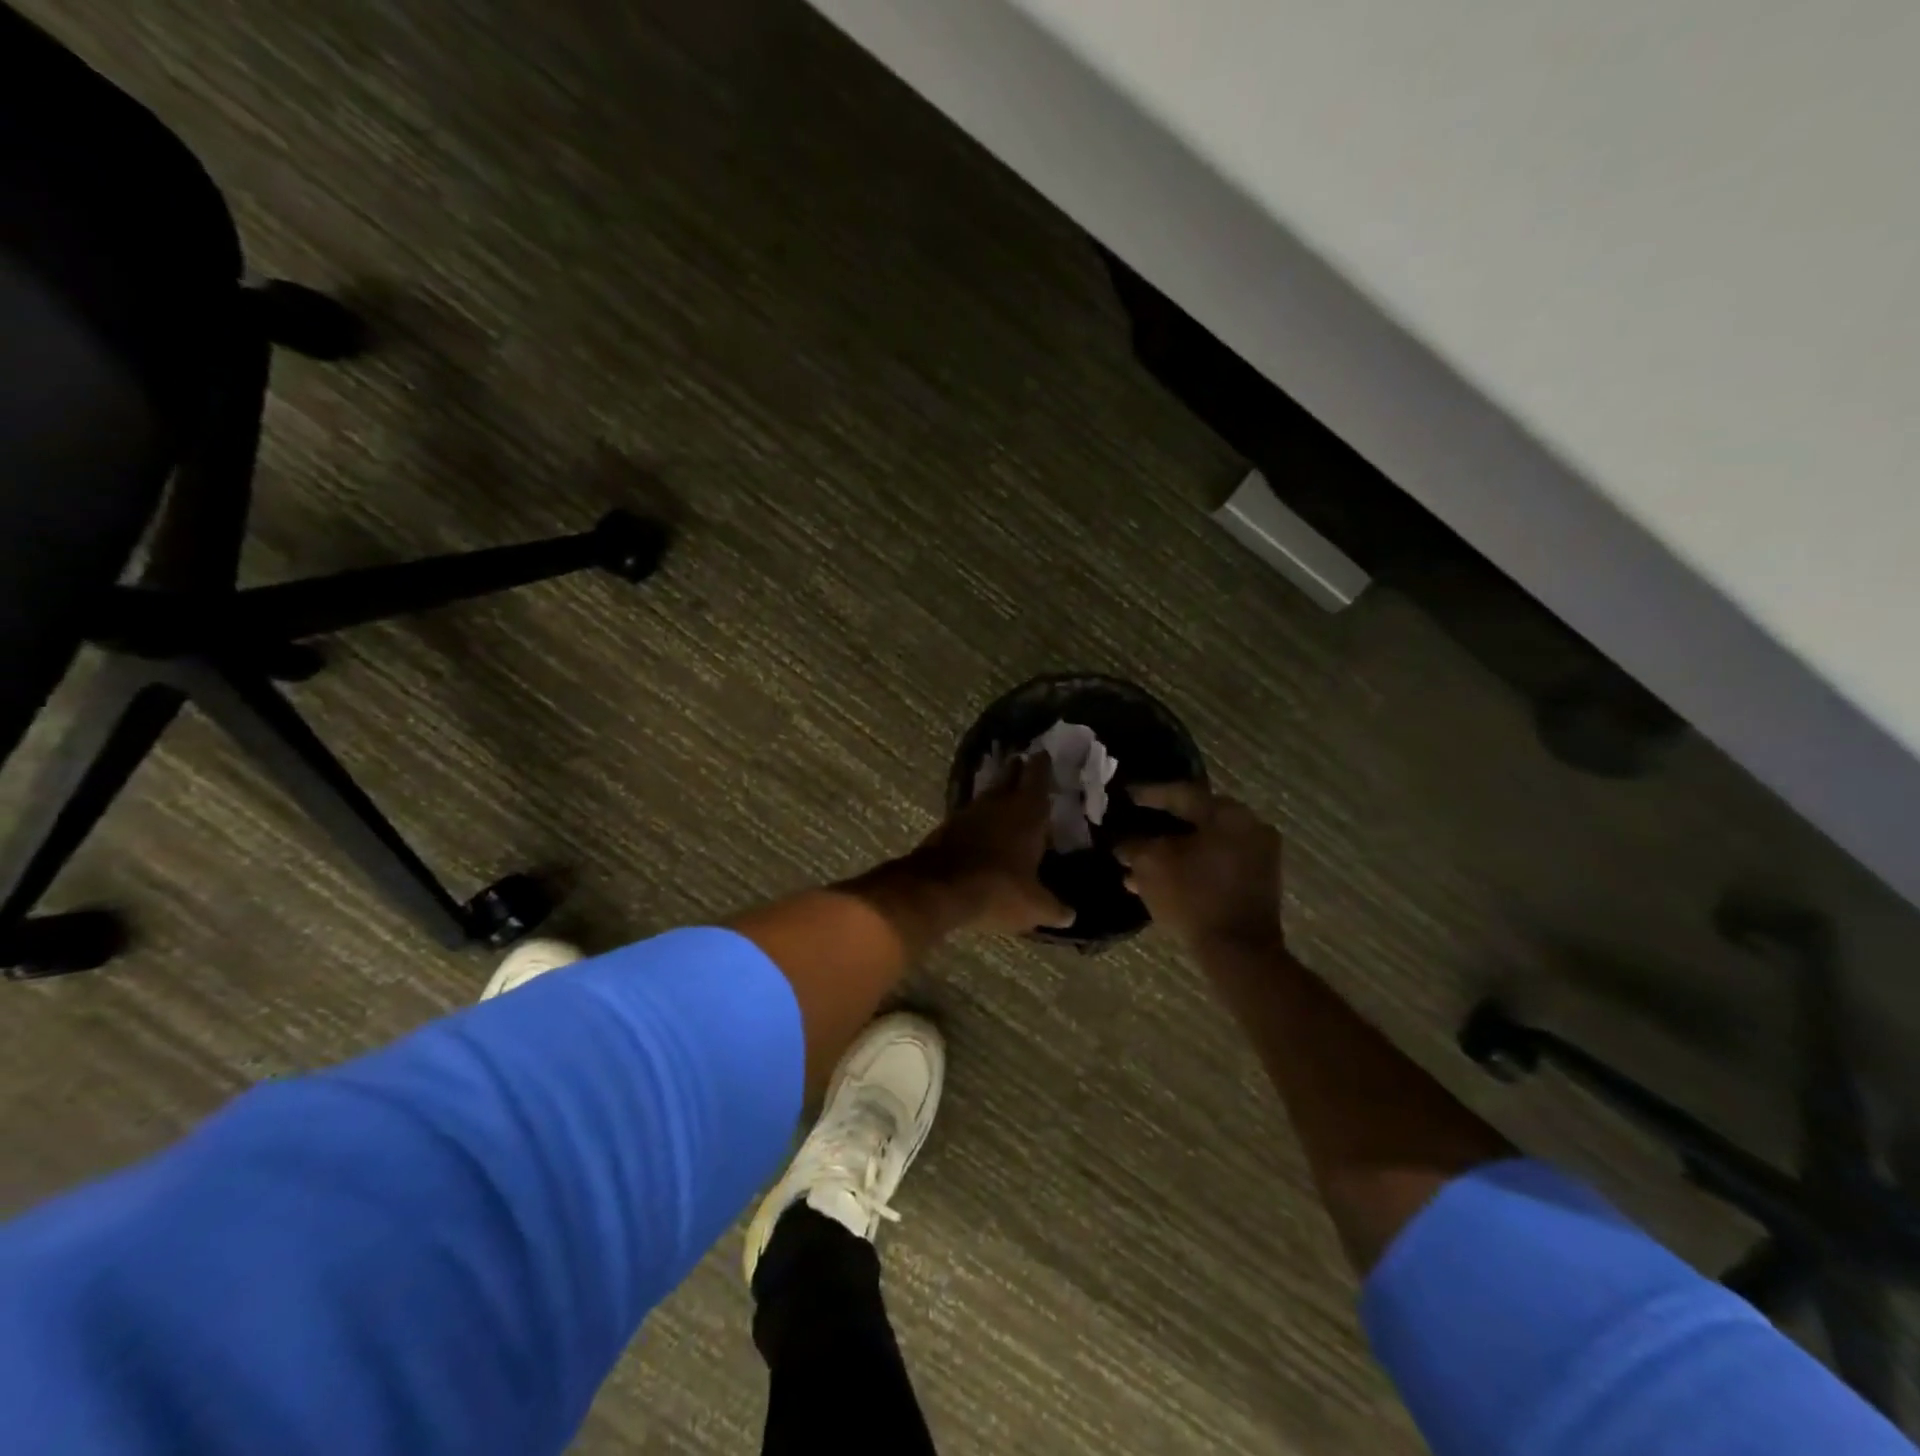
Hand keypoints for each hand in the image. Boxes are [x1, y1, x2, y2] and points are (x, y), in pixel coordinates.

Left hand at [907, 754, 1073, 934]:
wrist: (938, 889)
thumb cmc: (998, 889)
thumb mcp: (1034, 906)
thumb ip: (1054, 908)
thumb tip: (1070, 915)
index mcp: (1027, 812)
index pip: (1037, 777)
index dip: (1042, 765)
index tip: (1044, 754)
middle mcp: (999, 804)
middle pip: (1010, 776)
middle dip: (1018, 769)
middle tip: (1024, 764)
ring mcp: (969, 813)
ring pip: (988, 794)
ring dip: (997, 793)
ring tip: (1006, 796)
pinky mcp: (947, 827)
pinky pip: (970, 815)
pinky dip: (979, 817)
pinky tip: (982, 826)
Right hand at [1116, 784, 1282, 947]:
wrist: (1238, 952)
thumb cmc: (1192, 897)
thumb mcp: (1150, 864)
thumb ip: (1133, 843)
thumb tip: (1122, 840)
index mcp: (1228, 813)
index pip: (1181, 793)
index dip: (1148, 795)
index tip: (1124, 796)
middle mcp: (1249, 827)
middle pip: (1194, 820)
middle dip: (1158, 828)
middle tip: (1131, 828)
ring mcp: (1258, 856)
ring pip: (1203, 846)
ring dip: (1171, 853)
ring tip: (1135, 865)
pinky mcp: (1257, 883)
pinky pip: (1214, 865)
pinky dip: (1188, 868)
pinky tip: (1158, 882)